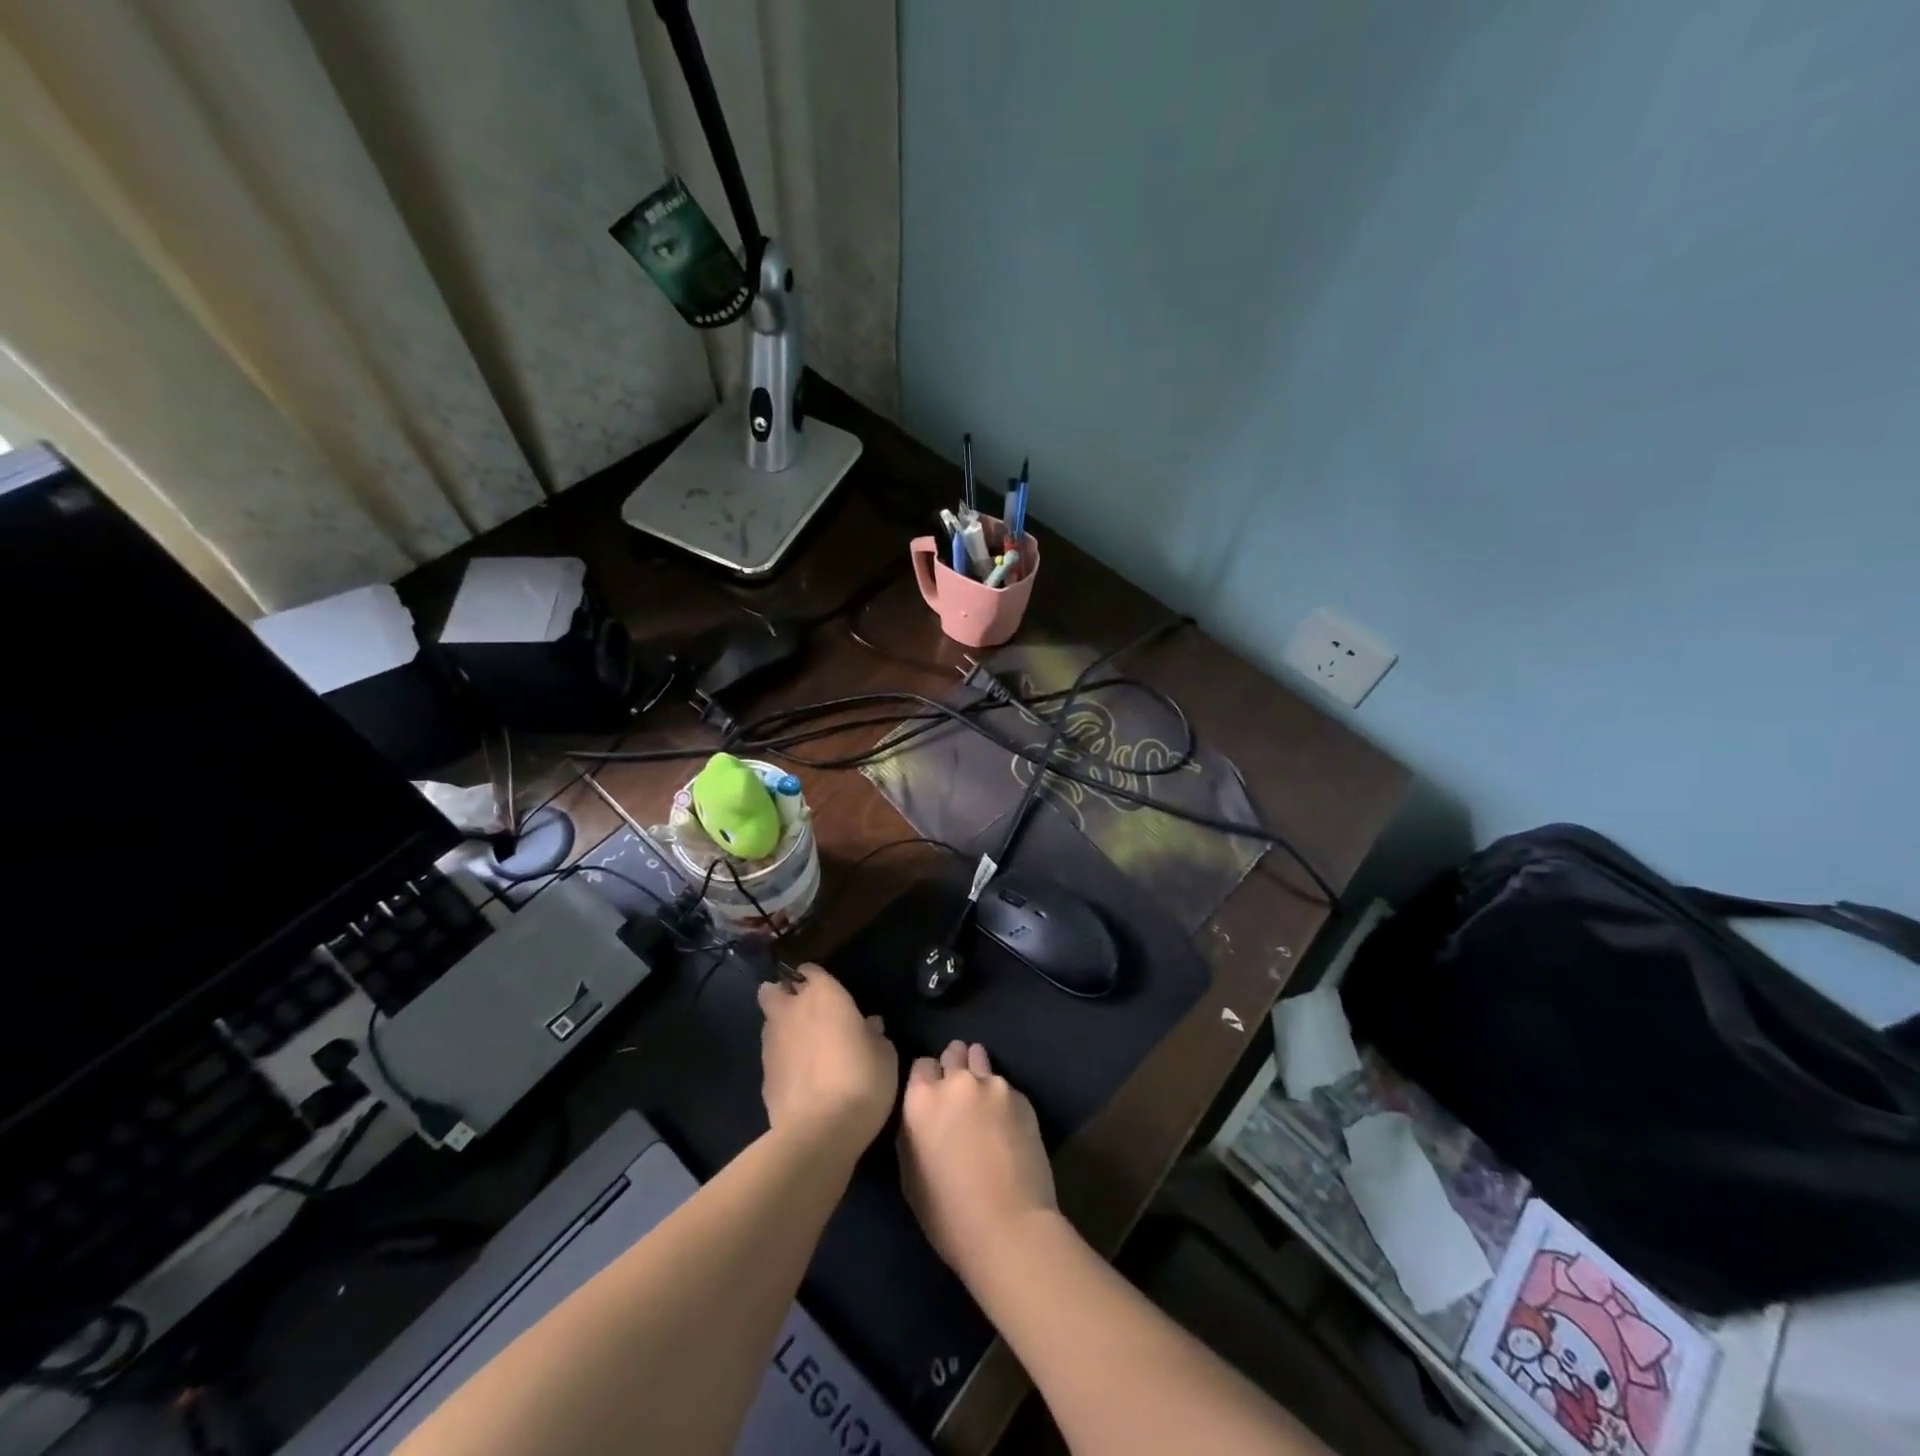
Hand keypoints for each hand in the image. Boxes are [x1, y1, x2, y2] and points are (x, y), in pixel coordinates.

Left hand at [757, 965, 896, 1153]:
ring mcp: (772, 1043)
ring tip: (802, 1046)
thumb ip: (874, 1035)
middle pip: (773, 991)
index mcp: (824, 995)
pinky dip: (781, 1060)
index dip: (815, 978)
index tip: (826, 991)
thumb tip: (869, 1027)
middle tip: (803, 1011)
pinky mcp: (763, 1076)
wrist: (820, 1131)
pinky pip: (771, 1056)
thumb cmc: (861, 1080)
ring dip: (781, 1028)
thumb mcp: (885, 1055)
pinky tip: (798, 1077)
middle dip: (782, 995)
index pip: (810, 971)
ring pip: (769, 1023)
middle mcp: (792, 1011)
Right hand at [898, 1040, 1056, 1281]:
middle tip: (958, 1096)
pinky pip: (1006, 1087)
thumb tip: (921, 1115)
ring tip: (984, 1102)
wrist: (1010, 1228)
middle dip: (954, 1067)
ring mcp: (993, 1085)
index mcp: (921, 1099)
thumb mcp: (910, 1175)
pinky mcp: (1022, 1097)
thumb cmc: (949, 1215)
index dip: (927, 1080)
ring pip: (981, 1060)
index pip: (922, 1064)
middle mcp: (956, 1082)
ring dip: (979, 1073)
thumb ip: (912, 1131)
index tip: (933, 1098)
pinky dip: (1003, 1099)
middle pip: (953, 1053)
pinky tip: (1008, 1127)